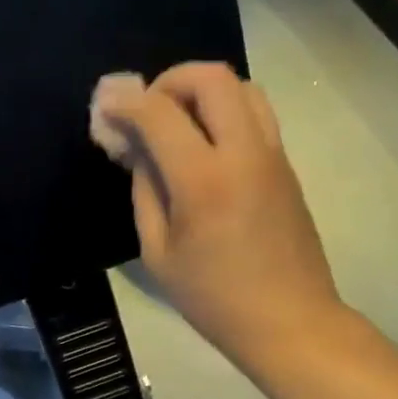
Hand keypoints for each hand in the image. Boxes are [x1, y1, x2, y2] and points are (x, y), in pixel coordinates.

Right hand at [98, 62, 345, 368]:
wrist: (289, 321)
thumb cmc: (214, 298)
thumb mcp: (159, 252)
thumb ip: (145, 190)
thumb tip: (138, 148)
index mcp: (204, 180)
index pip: (159, 112)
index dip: (126, 102)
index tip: (107, 107)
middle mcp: (244, 153)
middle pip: (211, 77)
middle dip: (170, 80)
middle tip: (150, 110)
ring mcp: (272, 155)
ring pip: (242, 86)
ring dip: (204, 91)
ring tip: (180, 123)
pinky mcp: (286, 165)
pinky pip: (256, 114)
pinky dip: (226, 111)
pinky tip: (206, 145)